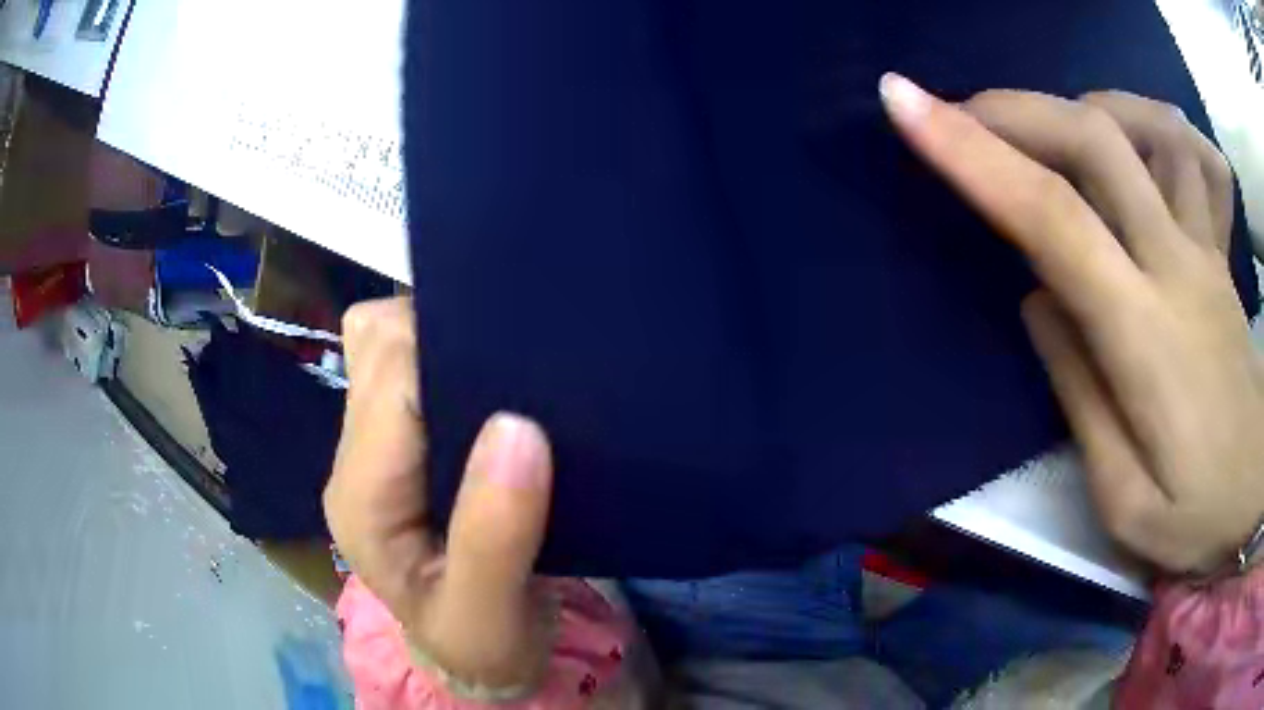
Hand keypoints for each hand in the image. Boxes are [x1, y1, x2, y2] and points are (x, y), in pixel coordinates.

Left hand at [323, 297, 554, 690]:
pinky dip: (451, 358)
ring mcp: (373, 450)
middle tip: (513, 362)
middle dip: (441, 332)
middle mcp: (355, 461)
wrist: (478, 659)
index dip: (445, 351)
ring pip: (388, 345)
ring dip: (444, 341)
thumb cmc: (483, 643)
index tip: (514, 360)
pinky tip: (493, 384)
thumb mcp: (491, 613)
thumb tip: (519, 429)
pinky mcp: (400, 448)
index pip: (386, 380)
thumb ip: (497, 536)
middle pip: (376, 345)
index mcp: (363, 497)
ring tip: (505, 369)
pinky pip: (413, 369)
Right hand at [881, 74, 1263, 574]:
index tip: (904, 103)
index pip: (1052, 217)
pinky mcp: (1221, 249)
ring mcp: (1207, 248)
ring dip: (1086, 107)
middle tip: (959, 113)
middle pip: (1095, 141)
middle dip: (1012, 110)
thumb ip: (1080, 396)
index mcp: (1146, 337)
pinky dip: (1158, 126)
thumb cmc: (1198, 517)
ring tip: (1051, 130)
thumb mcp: (1125, 504)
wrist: (1256, 492)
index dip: (971, 153)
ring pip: (1151, 127)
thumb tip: (1039, 298)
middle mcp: (1179, 265)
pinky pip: (1197, 155)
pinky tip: (1134, 141)